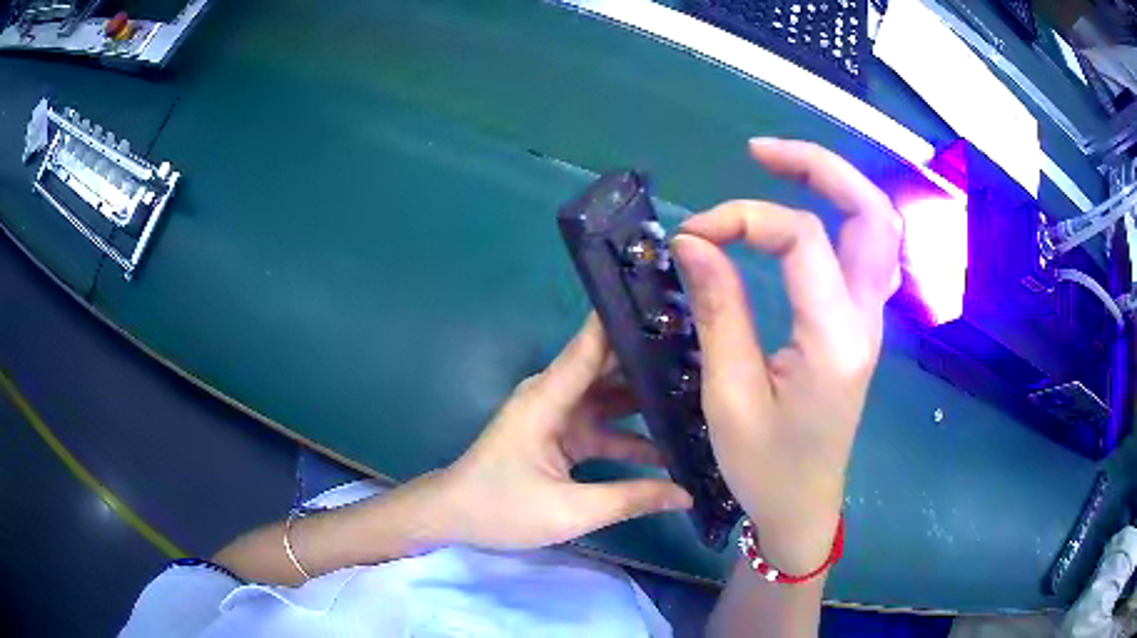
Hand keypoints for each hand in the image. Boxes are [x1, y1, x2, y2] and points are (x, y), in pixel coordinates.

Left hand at [431, 314, 692, 549]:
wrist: (454, 518)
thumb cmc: (500, 509)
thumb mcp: (569, 511)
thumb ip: (631, 499)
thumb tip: (687, 494)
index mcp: (549, 398)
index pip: (592, 345)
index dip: (627, 321)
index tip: (671, 304)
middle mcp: (555, 395)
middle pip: (609, 367)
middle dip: (653, 362)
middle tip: (707, 355)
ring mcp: (560, 414)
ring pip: (612, 397)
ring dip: (647, 399)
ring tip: (701, 396)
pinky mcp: (563, 434)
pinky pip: (605, 425)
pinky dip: (632, 432)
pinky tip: (669, 443)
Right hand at [672, 139, 901, 573]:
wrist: (804, 507)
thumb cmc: (764, 466)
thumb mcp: (729, 396)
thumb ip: (718, 310)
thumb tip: (695, 241)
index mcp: (835, 339)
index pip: (803, 238)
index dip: (744, 218)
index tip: (693, 236)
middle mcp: (866, 319)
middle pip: (872, 213)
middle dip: (820, 166)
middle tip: (760, 151)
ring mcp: (871, 321)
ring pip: (878, 227)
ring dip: (836, 185)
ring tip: (781, 166)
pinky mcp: (860, 326)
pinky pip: (867, 252)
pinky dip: (842, 215)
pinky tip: (810, 209)